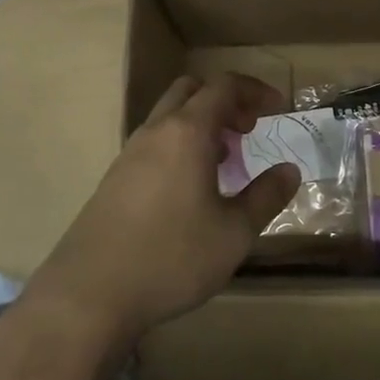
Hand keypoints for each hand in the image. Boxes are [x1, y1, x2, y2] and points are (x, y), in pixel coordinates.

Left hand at [21, 73, 301, 353]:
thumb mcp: (234, 233)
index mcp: (186, 132)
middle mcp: (155, 131)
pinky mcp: (114, 179)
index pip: (224, 86)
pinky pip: (154, 144)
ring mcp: (129, 154)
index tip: (278, 108)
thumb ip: (266, 196)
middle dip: (225, 102)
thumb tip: (290, 170)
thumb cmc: (172, 257)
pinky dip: (179, 147)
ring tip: (224, 164)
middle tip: (247, 131)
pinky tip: (190, 191)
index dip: (255, 90)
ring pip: (169, 117)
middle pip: (191, 91)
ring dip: (201, 126)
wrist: (89, 293)